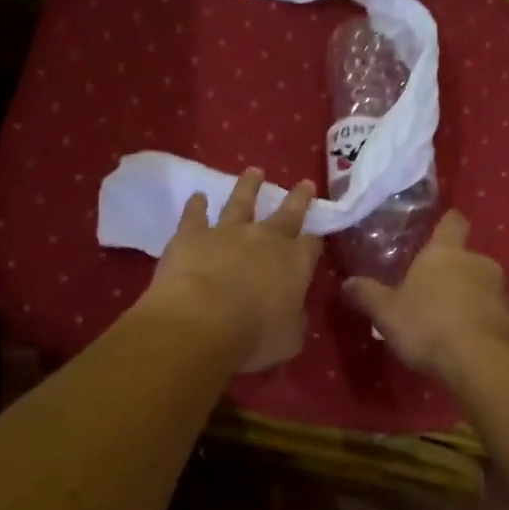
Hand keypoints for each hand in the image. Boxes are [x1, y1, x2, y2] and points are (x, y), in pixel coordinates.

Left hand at [138, 168, 322, 372]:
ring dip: (249, 186)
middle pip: (287, 213)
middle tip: (305, 182)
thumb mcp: (289, 338)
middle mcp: (265, 239)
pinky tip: (197, 196)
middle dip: (298, 198)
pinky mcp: (192, 234)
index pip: (311, 245)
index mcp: (295, 263)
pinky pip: (195, 214)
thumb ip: (294, 320)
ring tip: (254, 171)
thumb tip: (292, 312)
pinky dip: (196, 205)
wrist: (201, 322)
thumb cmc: (253, 336)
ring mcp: (227, 232)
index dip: (315, 241)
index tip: (317, 237)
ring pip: (242, 201)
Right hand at [343, 211, 508, 377]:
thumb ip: (367, 295)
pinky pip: (492, 312)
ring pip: (481, 285)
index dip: (445, 224)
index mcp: (446, 252)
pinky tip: (463, 340)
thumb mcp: (387, 313)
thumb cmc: (429, 325)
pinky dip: (479, 320)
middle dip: (451, 270)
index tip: (436, 231)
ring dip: (467, 296)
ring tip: (445, 319)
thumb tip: (347, 283)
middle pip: (466, 256)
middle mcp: (478, 262)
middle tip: (429, 289)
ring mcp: (501, 290)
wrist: (482, 362)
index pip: (452, 221)